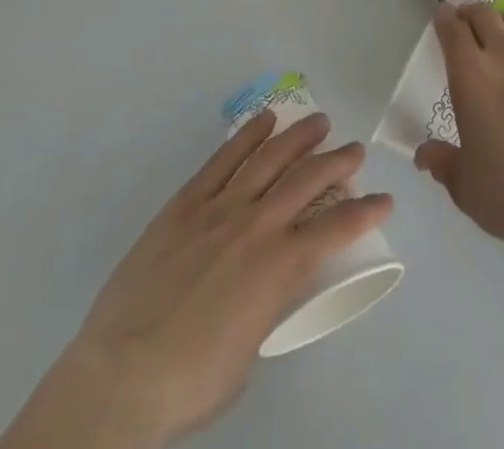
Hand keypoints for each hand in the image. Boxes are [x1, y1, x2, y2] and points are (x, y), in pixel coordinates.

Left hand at [0, 112, 391, 448]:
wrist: (119, 378)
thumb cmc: (189, 382)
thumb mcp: (248, 353)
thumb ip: (266, 308)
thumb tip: (265, 291)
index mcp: (279, 267)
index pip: (336, 228)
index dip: (365, 210)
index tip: (384, 200)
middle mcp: (257, 225)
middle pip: (307, 179)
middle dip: (338, 160)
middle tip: (356, 149)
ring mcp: (220, 208)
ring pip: (269, 157)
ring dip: (299, 136)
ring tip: (320, 121)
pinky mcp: (186, 204)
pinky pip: (224, 159)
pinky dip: (247, 136)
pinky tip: (265, 121)